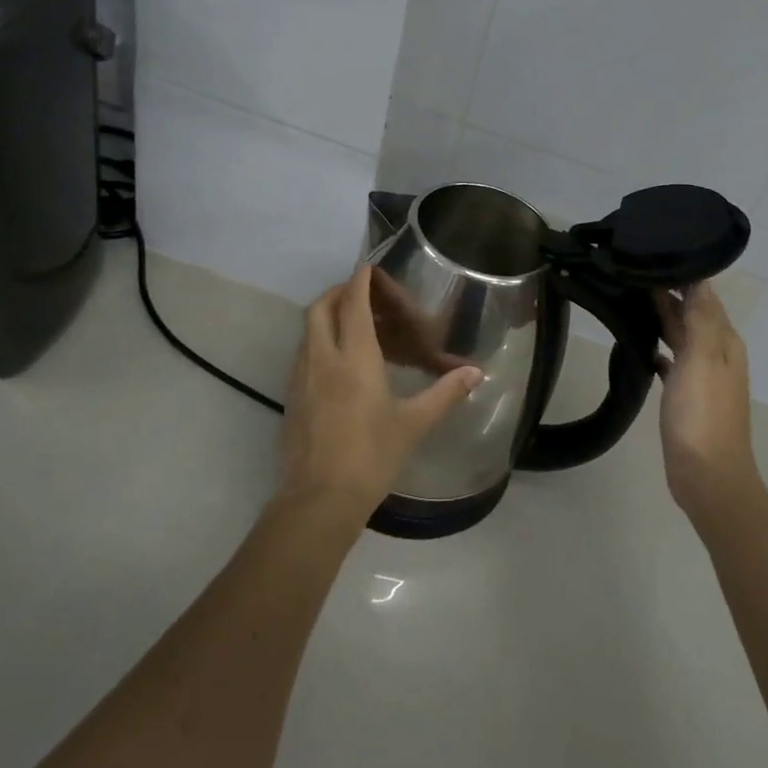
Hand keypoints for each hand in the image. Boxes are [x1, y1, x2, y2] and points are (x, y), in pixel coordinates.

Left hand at [280, 265, 482, 514]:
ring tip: (352, 326)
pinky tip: (336, 364)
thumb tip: (476, 372)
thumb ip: (445, 393)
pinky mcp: (290, 398)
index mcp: (354, 358)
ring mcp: (301, 378)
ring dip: (325, 317)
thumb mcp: (414, 424)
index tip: (369, 268)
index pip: (352, 303)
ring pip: (307, 331)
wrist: (319, 500)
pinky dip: (317, 342)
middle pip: (320, 308)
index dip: (359, 281)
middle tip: (360, 294)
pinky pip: (302, 354)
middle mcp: (323, 358)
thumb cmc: (371, 456)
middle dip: (338, 292)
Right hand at [653, 282, 759, 518]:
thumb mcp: (701, 359)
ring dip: (663, 318)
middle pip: (692, 313)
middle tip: (633, 271)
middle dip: (668, 293)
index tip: (652, 253)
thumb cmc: (702, 414)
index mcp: (724, 341)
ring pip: (681, 336)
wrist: (707, 476)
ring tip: (632, 298)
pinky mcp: (686, 397)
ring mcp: (702, 377)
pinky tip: (642, 345)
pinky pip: (673, 362)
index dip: (682, 275)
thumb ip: (700, 318)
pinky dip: (660, 350)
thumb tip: (699, 278)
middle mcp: (716, 354)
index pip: (704, 295)